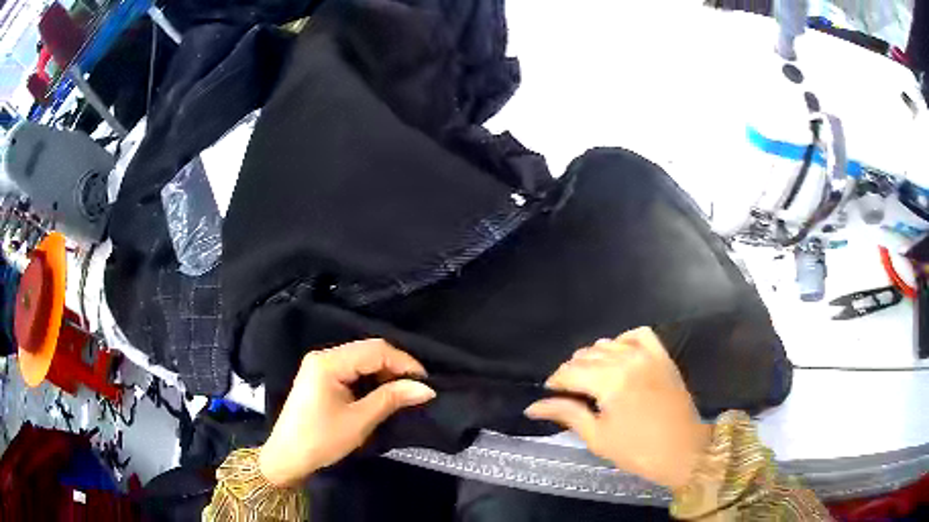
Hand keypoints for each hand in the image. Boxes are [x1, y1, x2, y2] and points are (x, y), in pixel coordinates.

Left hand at [259, 339, 435, 486]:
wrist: (287, 456)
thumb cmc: (321, 439)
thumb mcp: (359, 420)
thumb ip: (391, 399)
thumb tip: (426, 388)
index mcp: (329, 362)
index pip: (375, 350)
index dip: (404, 362)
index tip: (426, 381)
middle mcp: (323, 355)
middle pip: (368, 350)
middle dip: (395, 366)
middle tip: (417, 387)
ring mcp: (320, 365)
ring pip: (361, 358)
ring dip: (384, 372)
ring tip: (404, 391)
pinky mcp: (320, 377)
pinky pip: (352, 369)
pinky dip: (370, 378)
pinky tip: (382, 392)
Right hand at [525, 327, 710, 489]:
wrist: (683, 451)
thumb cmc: (637, 450)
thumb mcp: (597, 436)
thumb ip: (567, 414)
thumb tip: (533, 407)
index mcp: (610, 381)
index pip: (571, 371)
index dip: (555, 381)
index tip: (549, 393)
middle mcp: (628, 360)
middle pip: (587, 355)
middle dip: (572, 371)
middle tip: (568, 391)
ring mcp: (648, 355)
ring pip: (609, 343)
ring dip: (594, 357)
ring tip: (591, 377)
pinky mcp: (663, 357)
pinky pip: (639, 335)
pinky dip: (624, 340)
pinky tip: (618, 354)